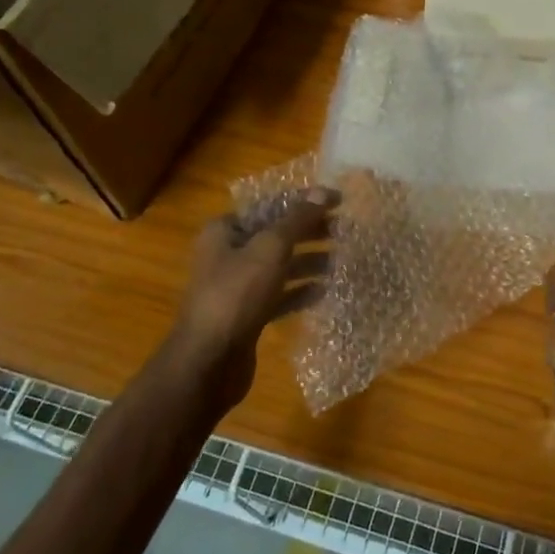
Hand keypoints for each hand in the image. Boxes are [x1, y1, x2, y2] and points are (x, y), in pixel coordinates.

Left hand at [161, 188, 338, 413]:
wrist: (209, 361)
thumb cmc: (236, 294)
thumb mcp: (270, 249)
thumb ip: (298, 220)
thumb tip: (324, 192)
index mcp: (224, 231)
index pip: (270, 206)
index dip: (304, 202)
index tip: (338, 202)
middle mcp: (227, 255)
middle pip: (276, 235)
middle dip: (310, 232)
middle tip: (345, 230)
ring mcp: (236, 288)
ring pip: (279, 267)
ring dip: (309, 262)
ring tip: (341, 261)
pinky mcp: (247, 316)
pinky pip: (279, 296)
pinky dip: (300, 291)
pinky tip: (325, 291)